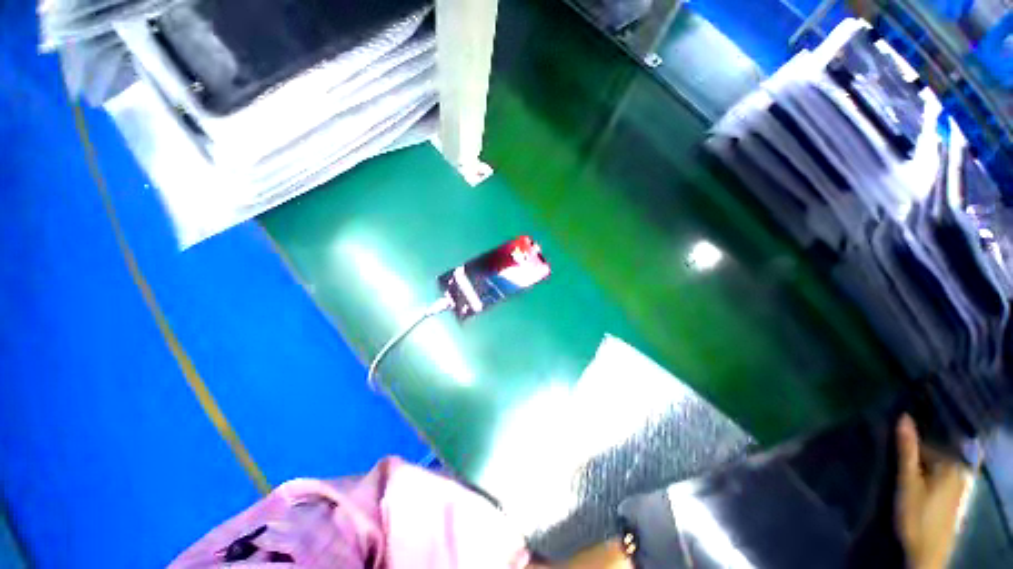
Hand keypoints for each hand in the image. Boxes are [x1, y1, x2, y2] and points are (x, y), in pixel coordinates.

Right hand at [895, 414, 974, 568]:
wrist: (927, 551)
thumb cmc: (916, 513)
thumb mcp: (908, 481)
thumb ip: (907, 450)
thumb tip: (903, 416)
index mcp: (950, 462)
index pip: (925, 442)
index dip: (906, 444)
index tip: (890, 445)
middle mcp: (958, 468)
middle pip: (931, 454)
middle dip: (914, 455)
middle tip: (894, 459)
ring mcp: (957, 484)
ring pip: (934, 466)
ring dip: (918, 466)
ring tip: (901, 472)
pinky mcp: (952, 496)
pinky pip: (937, 476)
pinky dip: (925, 476)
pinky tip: (914, 485)